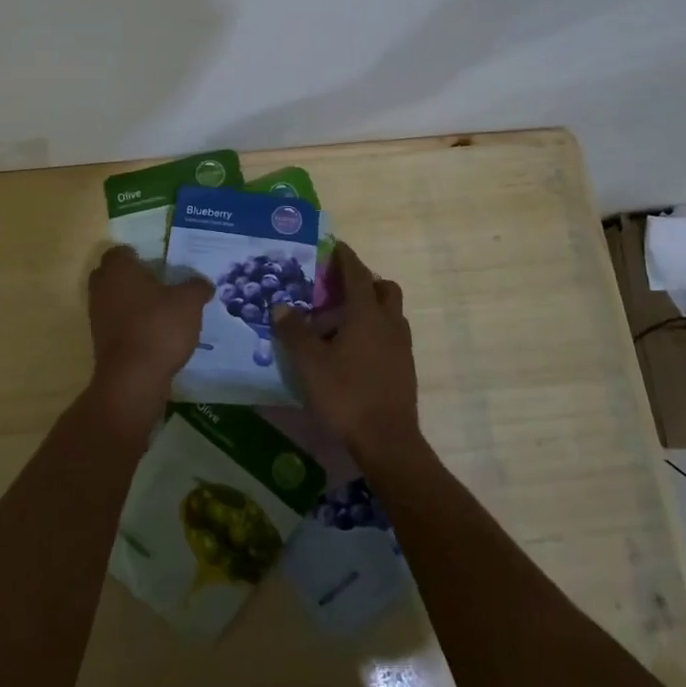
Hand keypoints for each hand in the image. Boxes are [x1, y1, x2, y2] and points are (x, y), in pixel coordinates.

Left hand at [84, 246, 212, 438]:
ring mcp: (97, 316)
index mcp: (119, 269)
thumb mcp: (189, 303)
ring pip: (112, 299)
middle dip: (130, 277)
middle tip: (157, 284)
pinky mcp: (100, 341)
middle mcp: (102, 288)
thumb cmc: (159, 327)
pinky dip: (129, 324)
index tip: (157, 264)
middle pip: (111, 274)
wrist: (133, 378)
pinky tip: (152, 333)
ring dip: (130, 302)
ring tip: (159, 311)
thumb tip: (203, 283)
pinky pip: (115, 323)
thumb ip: (197, 287)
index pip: (120, 252)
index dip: (136, 255)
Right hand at [272, 242, 418, 458]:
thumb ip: (294, 331)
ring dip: (371, 307)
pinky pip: (391, 335)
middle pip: (384, 289)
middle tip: (339, 288)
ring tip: (342, 321)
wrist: (387, 440)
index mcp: (367, 314)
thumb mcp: (309, 363)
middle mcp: (389, 323)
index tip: (335, 245)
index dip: (345, 257)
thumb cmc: (346, 394)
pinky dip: (375, 330)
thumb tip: (281, 306)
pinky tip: (353, 350)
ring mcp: (401, 347)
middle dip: (364, 281)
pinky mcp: (405, 368)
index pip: (357, 274)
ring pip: (391, 313)